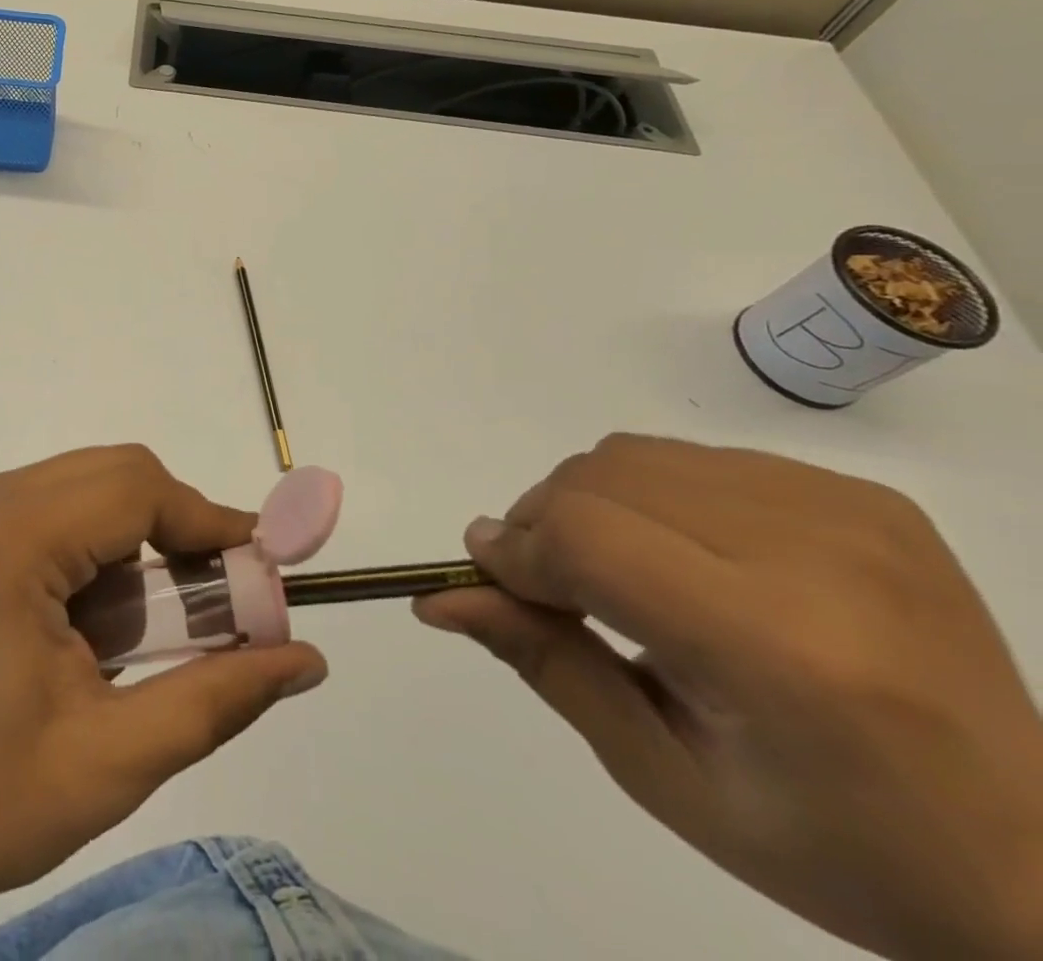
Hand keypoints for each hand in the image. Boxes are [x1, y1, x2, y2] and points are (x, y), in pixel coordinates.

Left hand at [0, 444, 327, 923]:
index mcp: (14, 538)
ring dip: (142, 543)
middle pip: (118, 476)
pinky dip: (102, 552)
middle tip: (221, 608)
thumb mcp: (109, 761)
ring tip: (162, 630)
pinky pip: (60, 512)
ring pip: (92, 489)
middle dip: (181, 530)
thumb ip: (216, 698)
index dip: (211, 524)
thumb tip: (306, 658)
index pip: (139, 489)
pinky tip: (102, 627)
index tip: (265, 575)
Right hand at [415, 434, 1042, 960]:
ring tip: (619, 574)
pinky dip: (654, 497)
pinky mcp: (864, 496)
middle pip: (599, 480)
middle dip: (542, 524)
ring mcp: (850, 513)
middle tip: (552, 589)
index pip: (587, 538)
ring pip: (635, 456)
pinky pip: (696, 460)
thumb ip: (545, 663)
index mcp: (780, 651)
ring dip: (591, 504)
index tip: (488, 576)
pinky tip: (690, 560)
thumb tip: (442, 597)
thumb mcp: (666, 776)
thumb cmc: (840, 849)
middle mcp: (819, 557)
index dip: (516, 549)